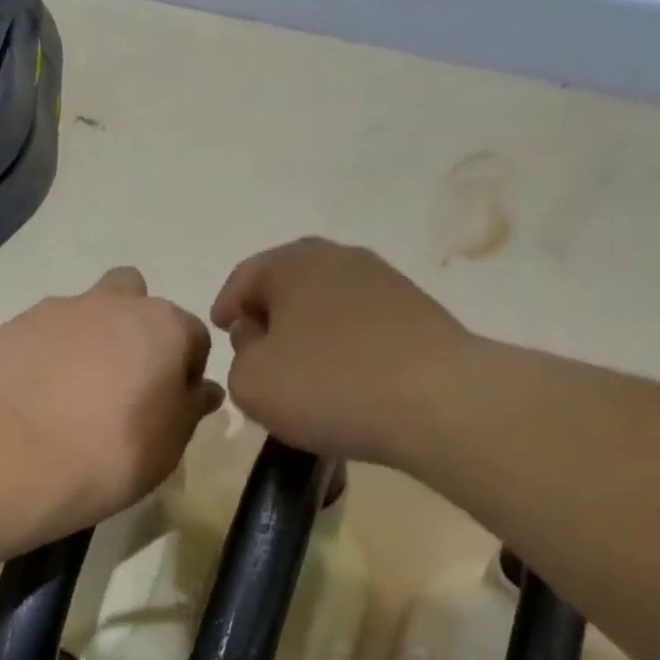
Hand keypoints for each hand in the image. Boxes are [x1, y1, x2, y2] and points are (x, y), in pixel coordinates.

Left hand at [0, 268, 223, 526]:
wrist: (28, 459)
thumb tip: (203, 390)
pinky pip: (38, 337)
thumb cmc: (120, 450)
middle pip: (132, 295)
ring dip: (85, 340)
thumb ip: (192, 406)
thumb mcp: (173, 440)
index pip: (193, 336)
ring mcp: (57, 311)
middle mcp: (112, 304)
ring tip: (71, 393)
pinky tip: (36, 398)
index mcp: (163, 325)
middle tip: (124, 378)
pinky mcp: (12, 330)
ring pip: (80, 312)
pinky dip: (42, 358)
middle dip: (133, 326)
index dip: (187, 370)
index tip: (173, 404)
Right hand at [212, 239, 473, 468]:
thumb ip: (239, 358)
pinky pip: (361, 326)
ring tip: (301, 371)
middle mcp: (341, 258)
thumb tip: (259, 341)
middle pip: (290, 284)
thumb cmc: (328, 385)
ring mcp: (386, 283)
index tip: (221, 332)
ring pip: (328, 304)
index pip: (245, 277)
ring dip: (307, 331)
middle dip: (269, 316)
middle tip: (257, 351)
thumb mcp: (252, 383)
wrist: (437, 401)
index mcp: (293, 263)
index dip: (226, 306)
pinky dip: (342, 346)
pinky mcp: (418, 314)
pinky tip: (343, 379)